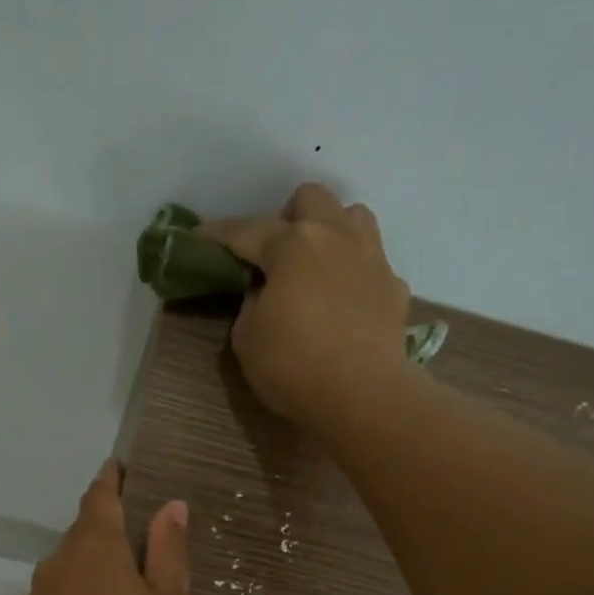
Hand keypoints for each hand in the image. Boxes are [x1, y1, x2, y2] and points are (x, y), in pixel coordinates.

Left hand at [11, 460, 189, 594]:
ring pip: (73, 567)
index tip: (121, 467)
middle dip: (110, 529)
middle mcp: (59, 563)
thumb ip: (169, 556)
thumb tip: (171, 507)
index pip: (100, 497)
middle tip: (145, 541)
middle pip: (84, 532)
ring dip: (97, 566)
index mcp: (95, 547)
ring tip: (131, 588)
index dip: (112, 479)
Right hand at [203, 183, 411, 427]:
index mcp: (292, 245)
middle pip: (311, 199)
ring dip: (331, 231)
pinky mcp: (394, 287)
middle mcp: (335, 237)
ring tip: (317, 265)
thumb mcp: (247, 338)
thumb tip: (265, 291)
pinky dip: (355, 274)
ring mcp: (371, 258)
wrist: (361, 395)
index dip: (217, 234)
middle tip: (275, 255)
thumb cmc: (293, 366)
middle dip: (288, 218)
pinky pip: (373, 263)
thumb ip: (251, 303)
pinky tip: (345, 302)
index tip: (199, 237)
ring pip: (353, 217)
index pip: (245, 230)